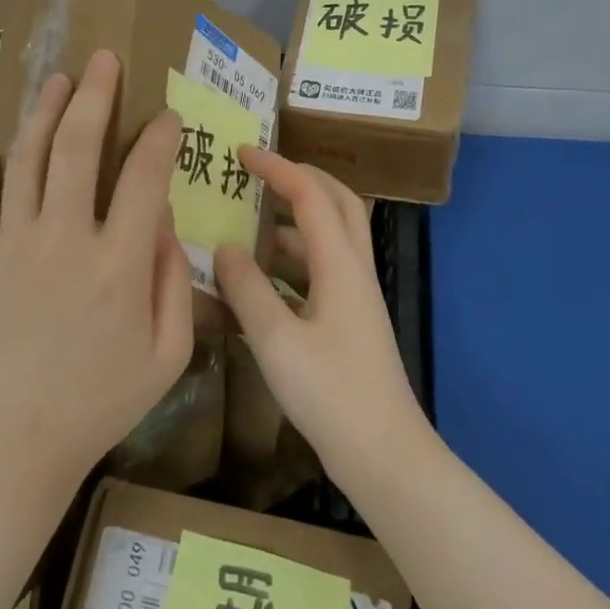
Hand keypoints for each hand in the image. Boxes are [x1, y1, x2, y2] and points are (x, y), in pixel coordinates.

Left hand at [0, 48, 194, 498]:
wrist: (11, 438)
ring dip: (45, 110)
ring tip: (59, 78)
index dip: (158, 138)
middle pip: (77, 146)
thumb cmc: (100, 400)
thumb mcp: (167, 354)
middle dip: (95, 94)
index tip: (166, 117)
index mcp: (118, 265)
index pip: (143, 177)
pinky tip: (9, 141)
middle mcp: (64, 240)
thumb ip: (174, 280)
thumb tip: (161, 219)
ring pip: (28, 157)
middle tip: (104, 58)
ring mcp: (13, 243)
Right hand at [214, 149, 426, 476]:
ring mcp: (354, 298)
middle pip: (337, 204)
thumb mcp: (276, 339)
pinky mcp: (348, 324)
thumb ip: (247, 289)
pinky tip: (258, 284)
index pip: (311, 195)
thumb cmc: (331, 393)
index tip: (242, 153)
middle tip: (262, 174)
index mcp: (340, 265)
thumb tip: (224, 247)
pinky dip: (291, 264)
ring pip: (328, 240)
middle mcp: (353, 271)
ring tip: (248, 228)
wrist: (384, 455)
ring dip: (294, 224)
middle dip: (301, 180)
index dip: (278, 168)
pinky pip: (319, 274)